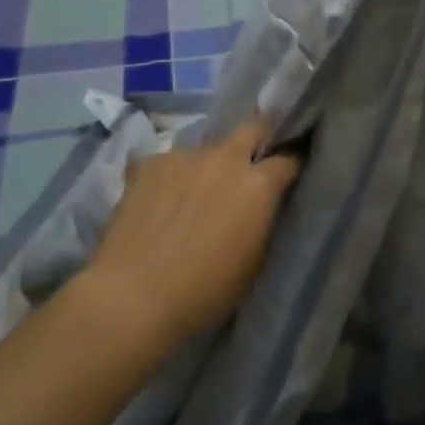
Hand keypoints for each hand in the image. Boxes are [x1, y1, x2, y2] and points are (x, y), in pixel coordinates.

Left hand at [77, 117, 300, 353]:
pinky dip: (171, 177)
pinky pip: (169, 162)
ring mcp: (186, 155)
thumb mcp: (252, 264)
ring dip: (210, 164)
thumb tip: (264, 206)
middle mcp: (227, 158)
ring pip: (208, 147)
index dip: (292, 163)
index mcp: (258, 185)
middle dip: (259, 137)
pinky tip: (158, 202)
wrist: (132, 297)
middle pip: (254, 127)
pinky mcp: (150, 162)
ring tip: (194, 192)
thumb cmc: (202, 294)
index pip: (289, 158)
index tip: (291, 171)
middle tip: (253, 160)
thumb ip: (262, 222)